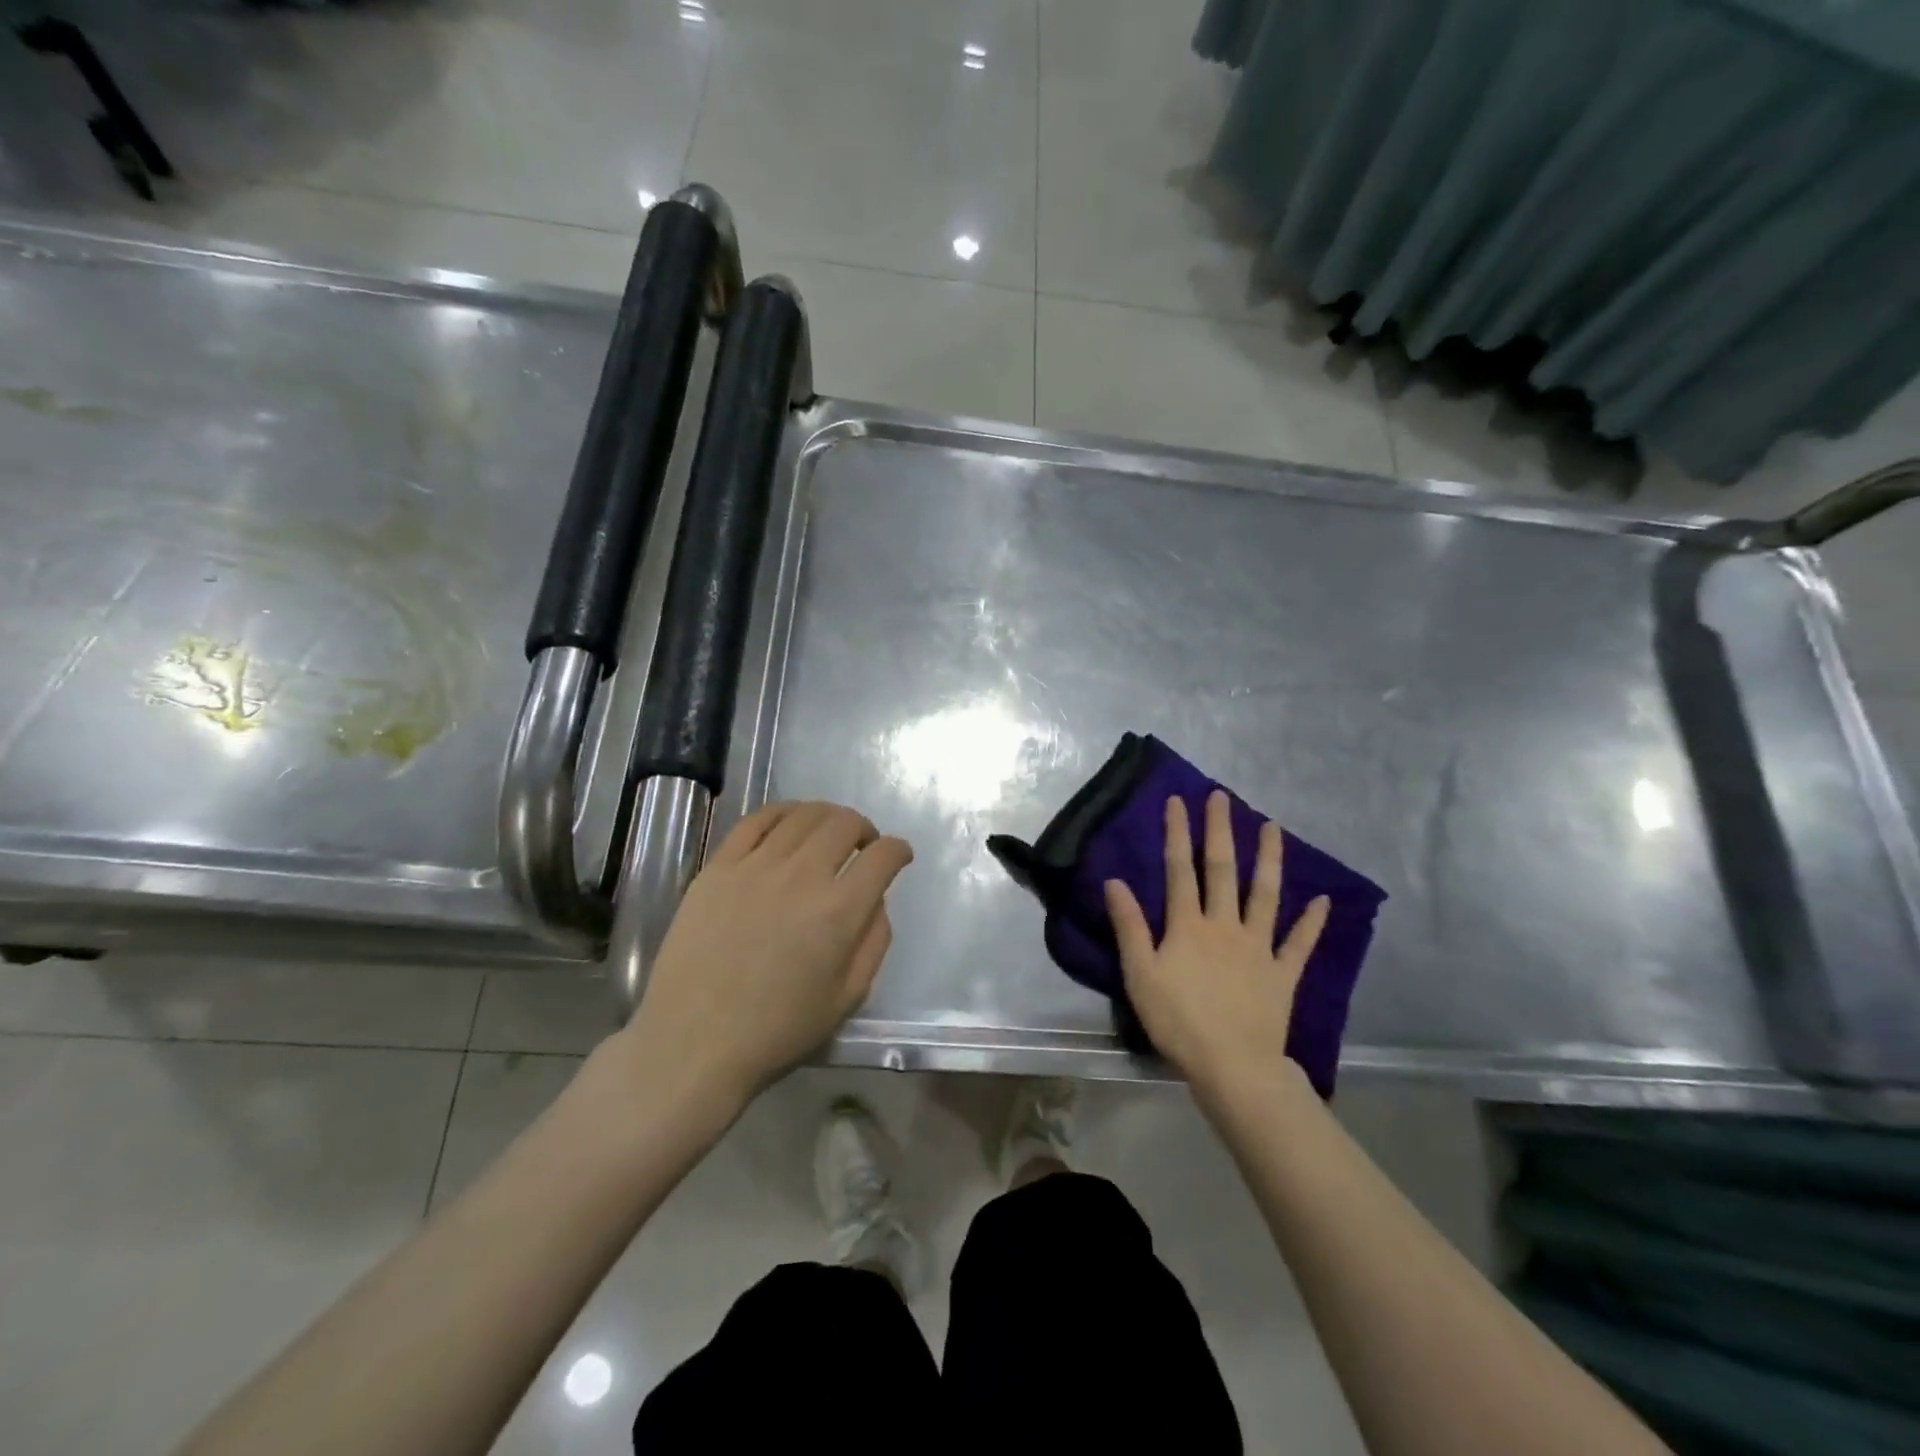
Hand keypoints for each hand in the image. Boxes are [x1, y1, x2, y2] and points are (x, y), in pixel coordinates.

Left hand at [617, 802, 912, 1119]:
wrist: (693, 1042)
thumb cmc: (777, 1029)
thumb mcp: (848, 998)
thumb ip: (874, 941)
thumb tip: (875, 900)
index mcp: (839, 911)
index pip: (883, 856)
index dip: (899, 850)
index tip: (899, 856)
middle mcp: (801, 876)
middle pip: (845, 824)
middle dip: (865, 829)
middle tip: (864, 846)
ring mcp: (755, 866)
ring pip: (803, 815)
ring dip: (827, 816)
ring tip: (828, 833)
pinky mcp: (718, 867)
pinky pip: (756, 820)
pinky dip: (782, 813)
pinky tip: (788, 824)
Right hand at [1105, 791, 1328, 1096]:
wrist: (1232, 1066)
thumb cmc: (1178, 1021)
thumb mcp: (1140, 974)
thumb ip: (1129, 926)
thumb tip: (1115, 881)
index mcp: (1188, 925)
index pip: (1180, 869)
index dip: (1178, 833)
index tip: (1179, 801)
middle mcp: (1225, 925)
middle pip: (1223, 870)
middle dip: (1221, 831)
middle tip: (1223, 798)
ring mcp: (1259, 947)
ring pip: (1265, 895)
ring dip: (1269, 859)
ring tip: (1274, 827)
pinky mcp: (1283, 973)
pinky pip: (1300, 943)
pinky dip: (1312, 922)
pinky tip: (1323, 900)